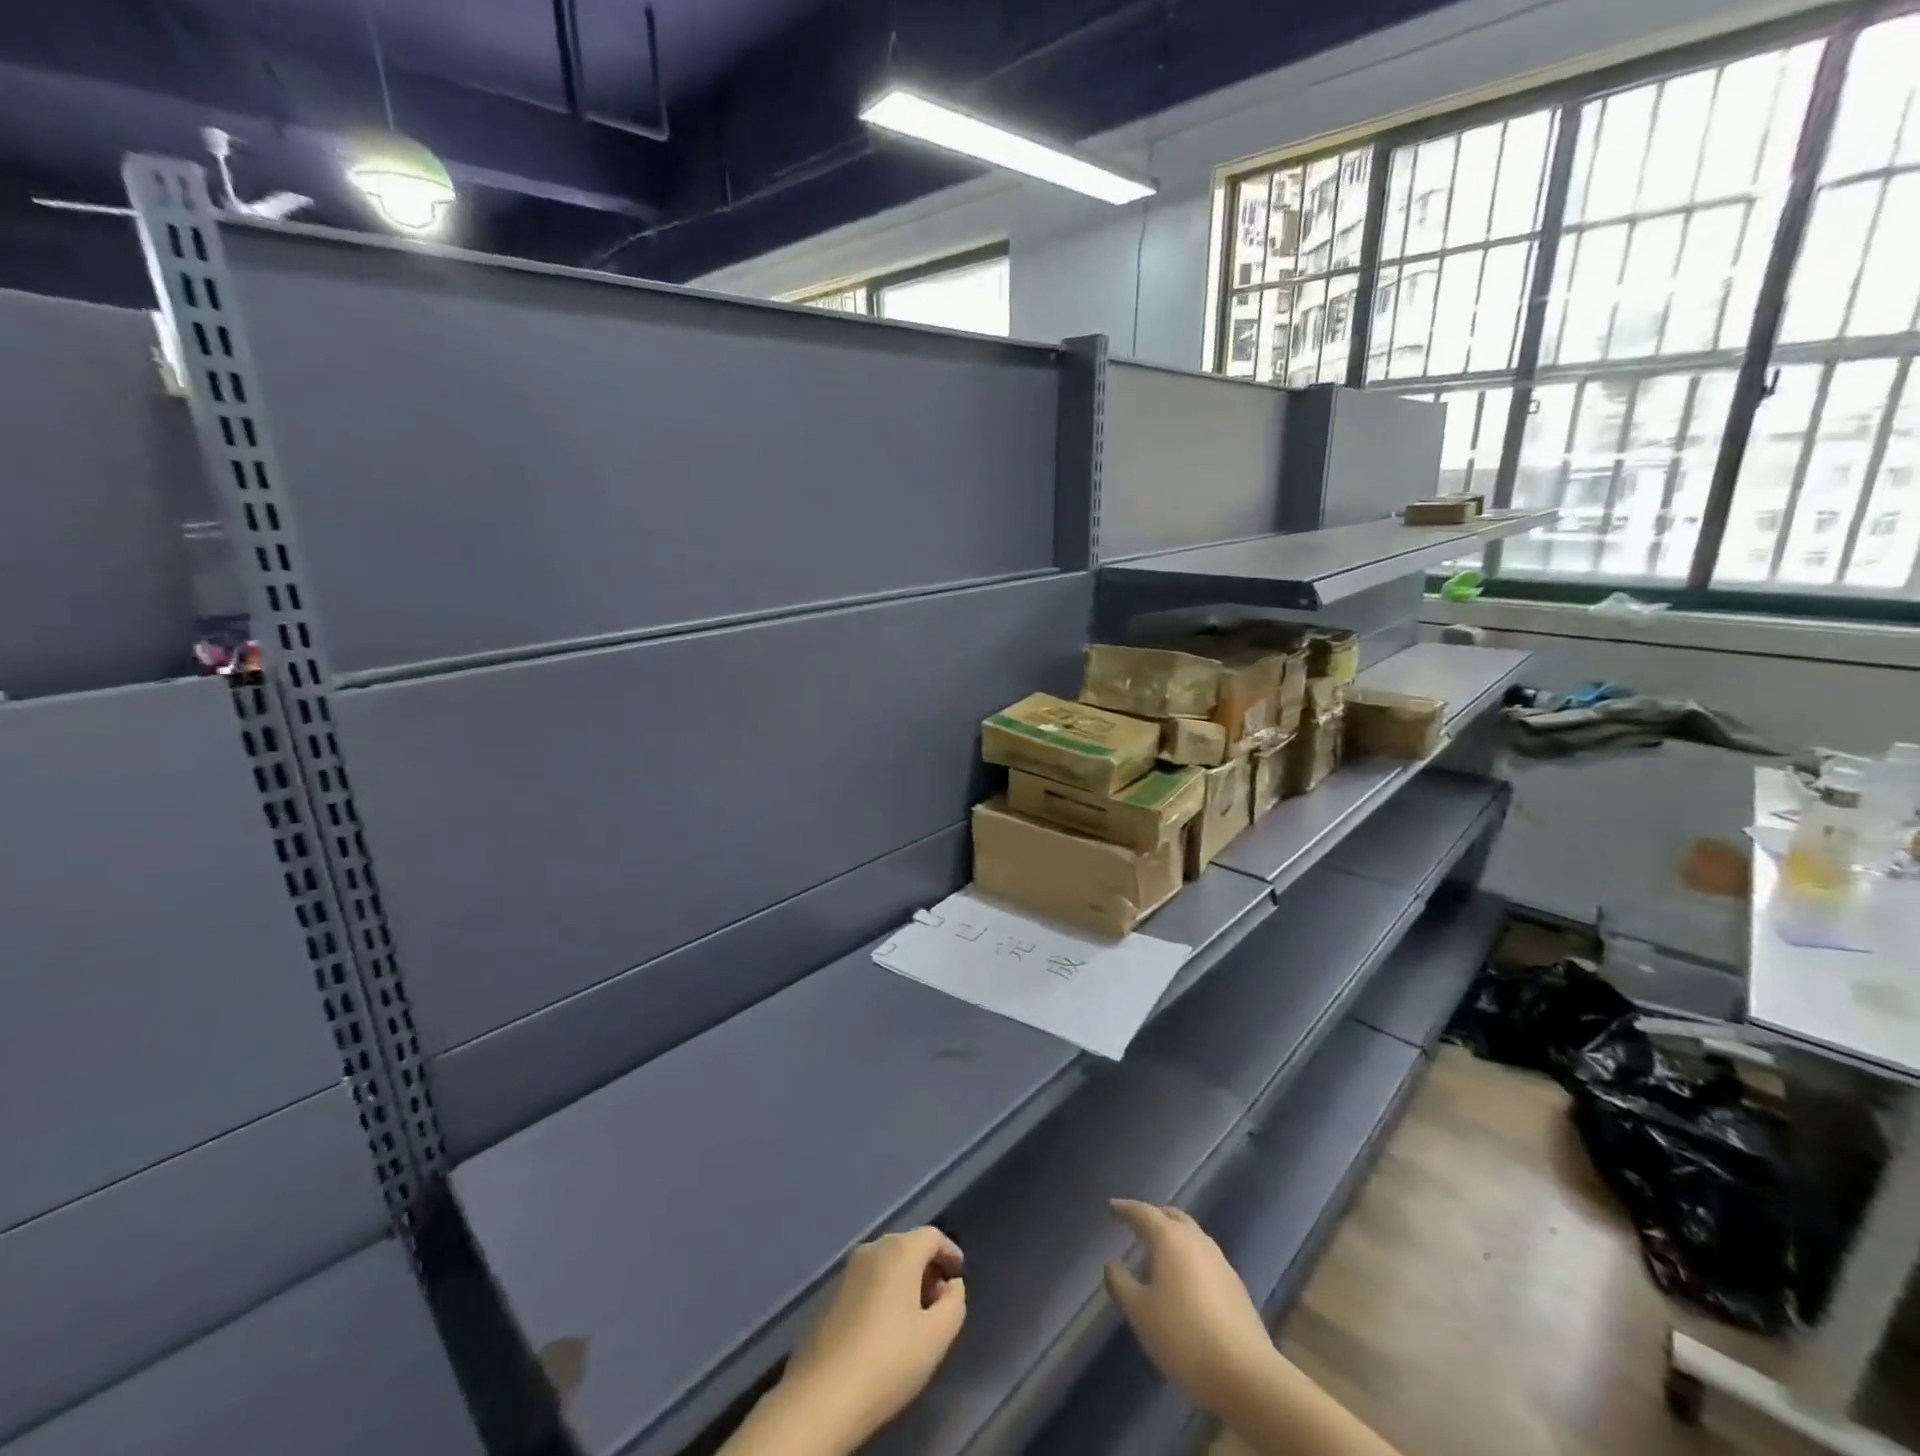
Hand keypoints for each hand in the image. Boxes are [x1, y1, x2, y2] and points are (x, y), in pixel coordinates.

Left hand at [774, 1227, 966, 1450]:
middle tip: (939, 1301)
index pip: (932, 1236)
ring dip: (904, 1282)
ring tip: (915, 1318)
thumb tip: (951, 1285)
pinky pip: (867, 1282)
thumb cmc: (888, 1360)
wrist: (822, 1395)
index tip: (959, 1274)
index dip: (950, 1252)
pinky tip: (885, 1328)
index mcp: (899, 1251)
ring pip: (886, 1264)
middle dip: (927, 1268)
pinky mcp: (830, 1295)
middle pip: (908, 1247)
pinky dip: (883, 1293)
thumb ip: (954, 1303)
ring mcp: (847, 1271)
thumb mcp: (937, 1337)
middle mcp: (872, 1249)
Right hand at [1104, 1199, 1279, 1418]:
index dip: (1125, 1208)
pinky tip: (1183, 1282)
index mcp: (1170, 1238)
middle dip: (1153, 1216)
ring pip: (1191, 1235)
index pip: (1143, 1212)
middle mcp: (1196, 1239)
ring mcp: (1219, 1260)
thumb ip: (1121, 1283)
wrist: (1245, 1374)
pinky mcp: (1235, 1284)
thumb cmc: (1183, 1337)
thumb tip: (1111, 1264)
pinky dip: (1188, 1257)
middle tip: (1136, 1224)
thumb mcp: (1140, 1313)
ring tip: (1157, 1255)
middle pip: (1172, 1216)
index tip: (1112, 1206)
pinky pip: (1204, 1257)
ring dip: (1173, 1237)